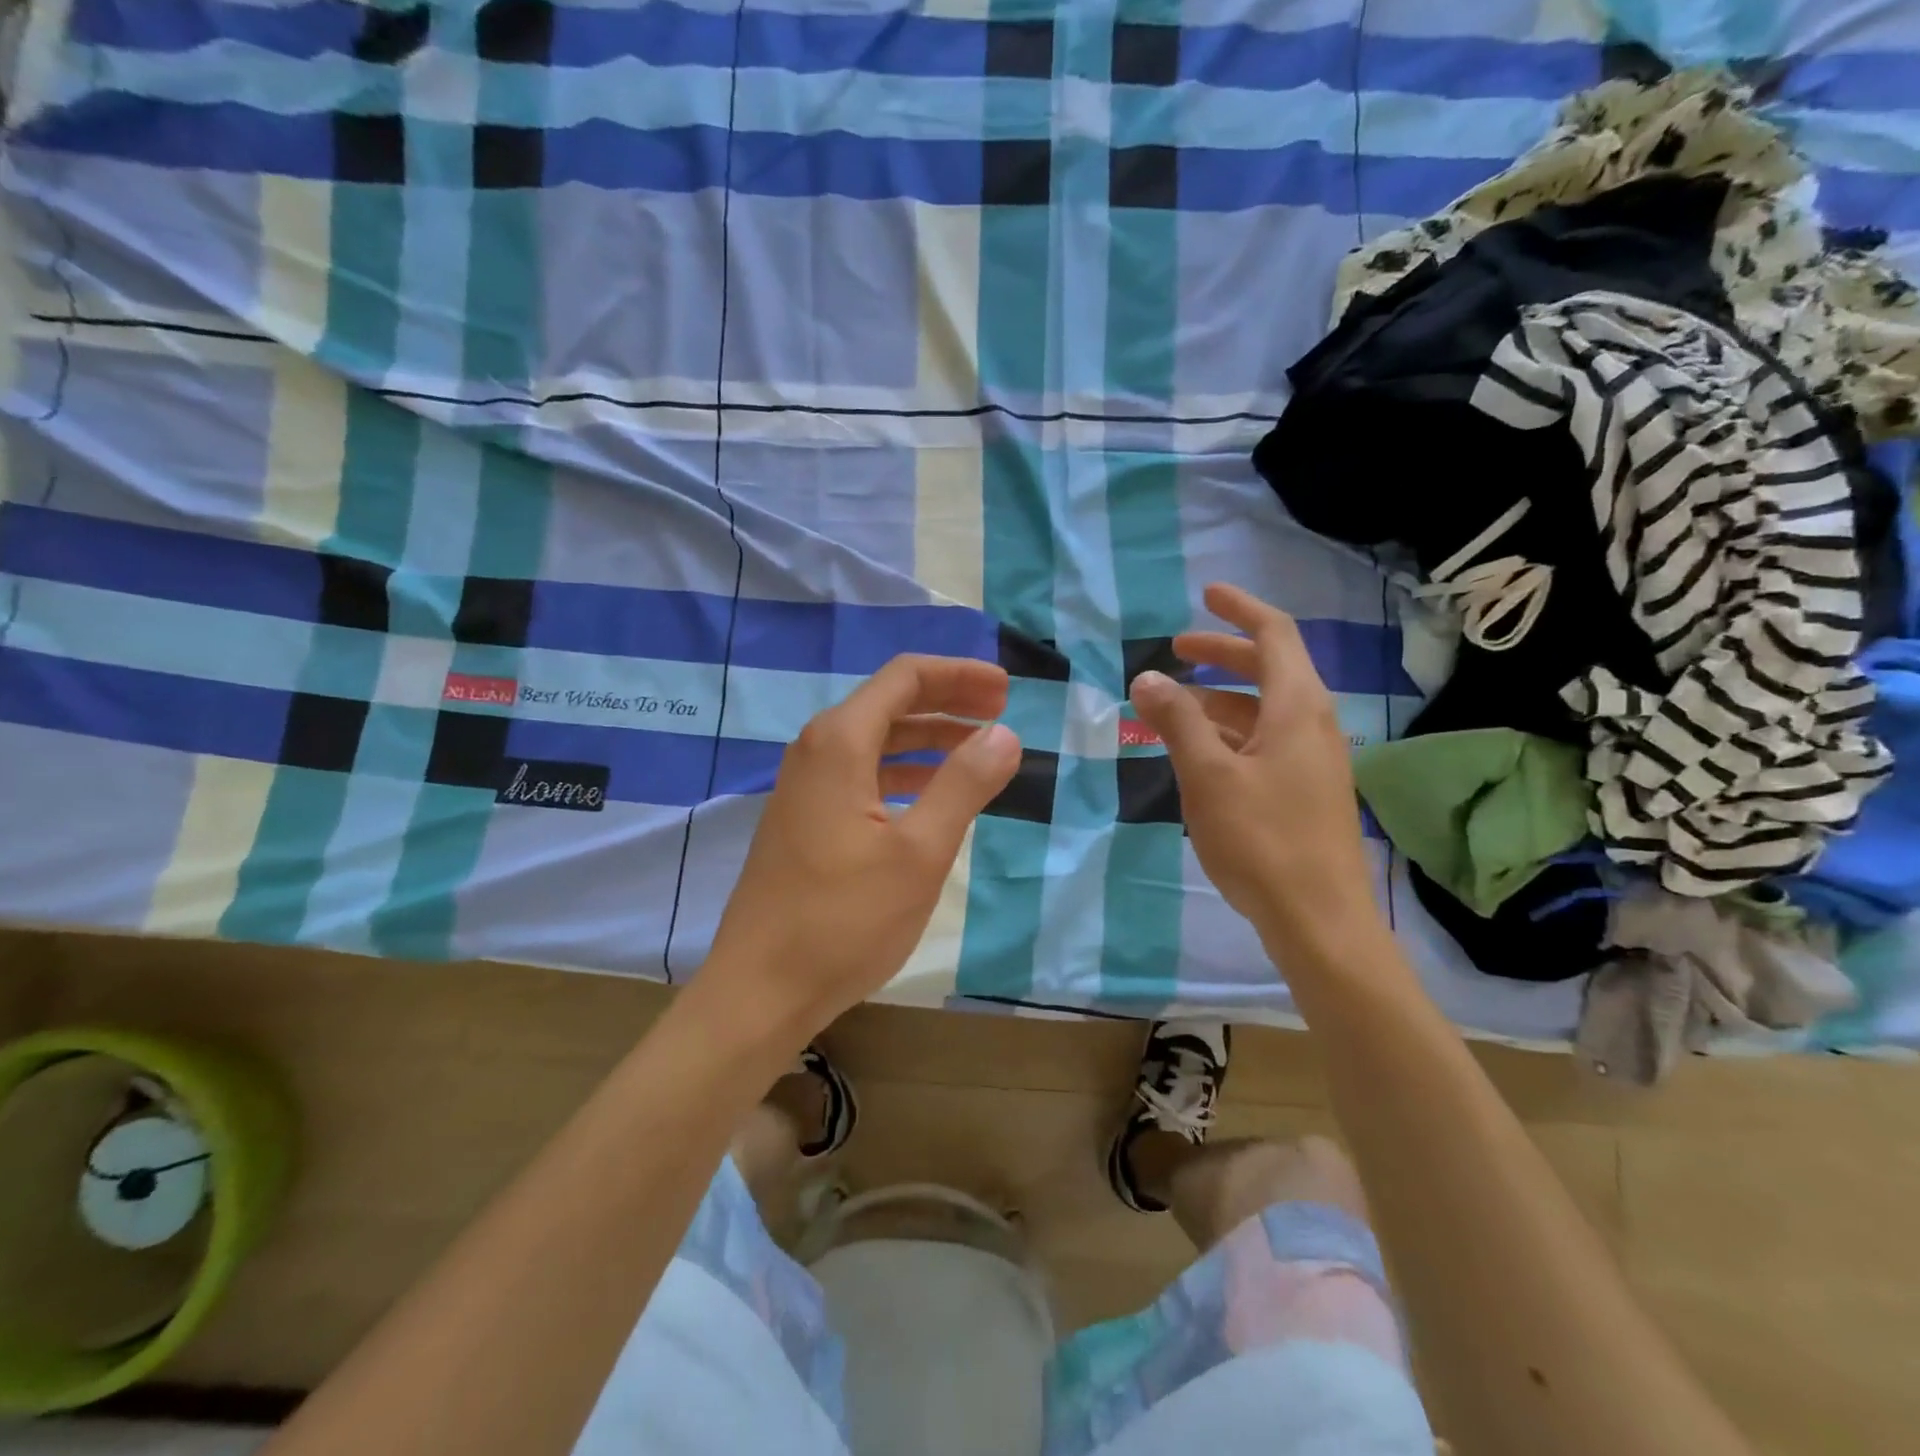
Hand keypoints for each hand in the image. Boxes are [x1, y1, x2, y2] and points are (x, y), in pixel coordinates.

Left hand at [704, 654, 1021, 1038]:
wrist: (760, 990)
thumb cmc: (844, 920)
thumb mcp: (919, 852)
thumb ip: (963, 784)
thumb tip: (1004, 733)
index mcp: (839, 742)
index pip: (905, 678)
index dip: (959, 676)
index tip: (1006, 690)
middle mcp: (816, 751)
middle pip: (890, 703)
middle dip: (949, 702)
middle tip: (1002, 713)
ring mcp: (805, 787)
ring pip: (876, 741)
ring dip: (929, 739)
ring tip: (979, 751)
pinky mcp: (804, 819)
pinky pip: (862, 774)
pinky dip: (904, 773)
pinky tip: (932, 795)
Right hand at [1129, 583, 1383, 958]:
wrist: (1319, 920)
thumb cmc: (1262, 839)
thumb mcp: (1208, 775)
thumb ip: (1177, 721)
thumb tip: (1147, 677)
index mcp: (1298, 707)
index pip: (1275, 635)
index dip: (1240, 609)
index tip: (1206, 595)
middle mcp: (1314, 724)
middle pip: (1270, 669)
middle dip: (1223, 654)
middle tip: (1177, 652)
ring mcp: (1314, 760)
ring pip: (1265, 710)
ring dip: (1221, 699)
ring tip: (1173, 708)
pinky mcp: (1306, 791)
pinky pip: (1266, 742)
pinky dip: (1231, 733)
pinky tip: (1198, 754)